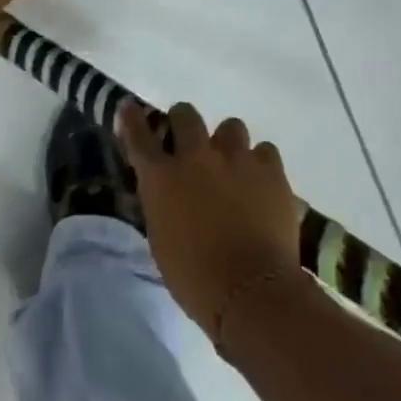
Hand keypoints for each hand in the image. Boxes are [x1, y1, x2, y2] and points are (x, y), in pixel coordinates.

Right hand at [117, 100, 302, 349]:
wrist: (252, 292)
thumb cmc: (196, 279)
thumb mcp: (162, 239)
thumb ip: (161, 203)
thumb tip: (166, 191)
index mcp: (162, 177)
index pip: (139, 136)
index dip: (132, 119)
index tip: (130, 107)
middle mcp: (196, 156)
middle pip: (185, 114)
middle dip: (184, 124)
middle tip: (190, 144)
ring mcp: (236, 158)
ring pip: (230, 126)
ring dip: (227, 144)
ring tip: (233, 167)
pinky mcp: (270, 169)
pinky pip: (264, 150)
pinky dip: (260, 164)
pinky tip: (260, 183)